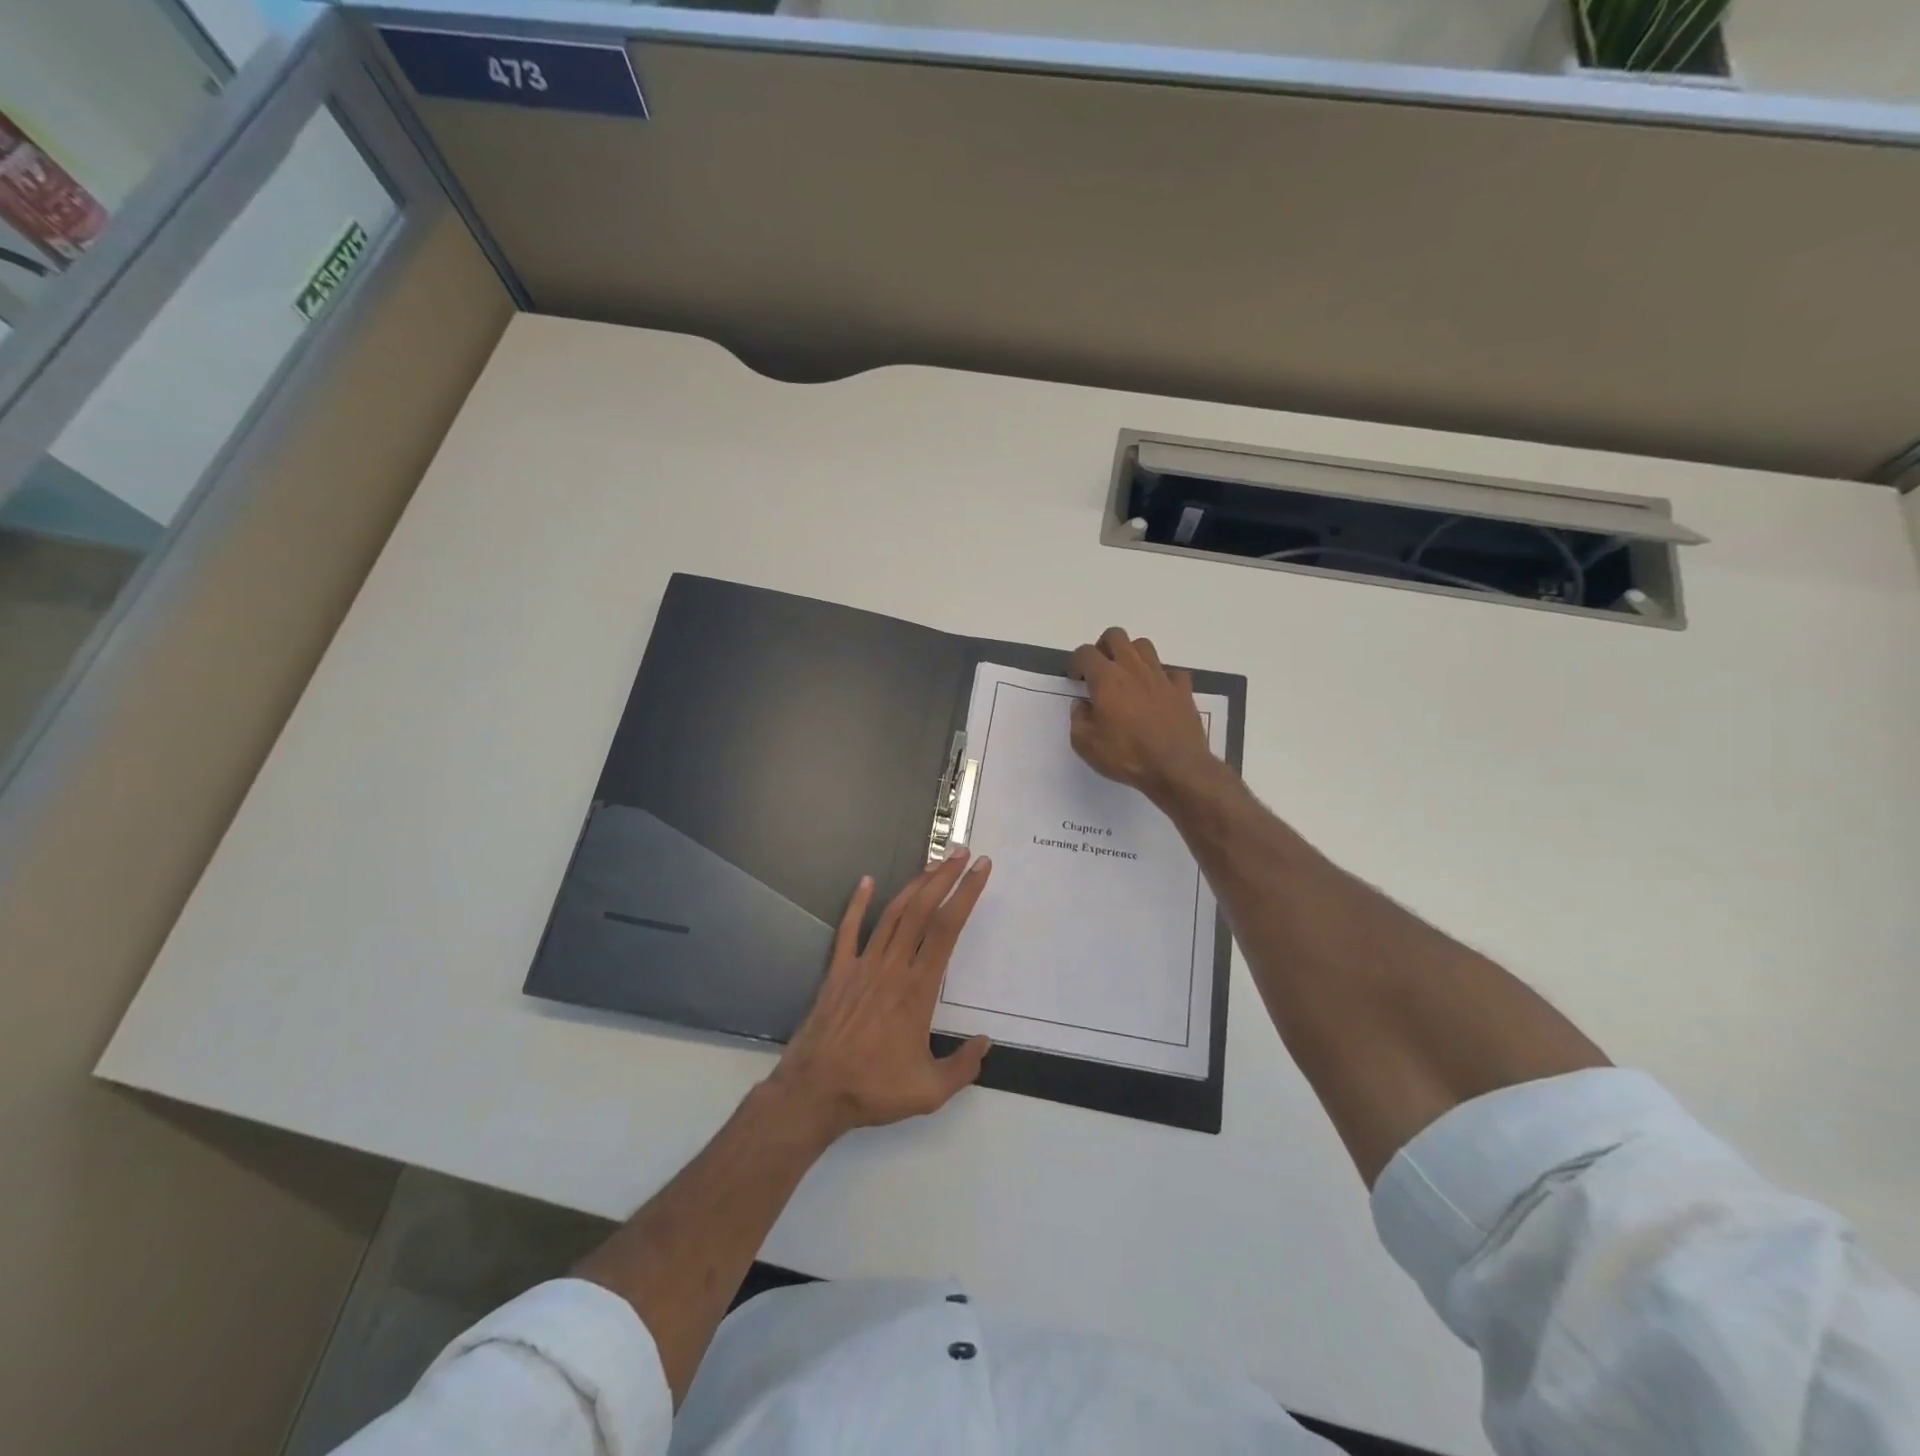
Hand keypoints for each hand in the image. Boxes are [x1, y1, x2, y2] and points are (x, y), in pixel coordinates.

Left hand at [769, 850, 993, 1141]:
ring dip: (914, 885)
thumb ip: (963, 1066)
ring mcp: (862, 965)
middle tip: (962, 852)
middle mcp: (892, 967)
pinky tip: (866, 881)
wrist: (814, 1092)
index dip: (966, 895)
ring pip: (892, 914)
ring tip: (933, 863)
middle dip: (944, 877)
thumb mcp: (929, 1091)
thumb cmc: (873, 1089)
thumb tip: (985, 1042)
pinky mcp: (838, 971)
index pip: (947, 929)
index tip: (981, 871)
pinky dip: (858, 903)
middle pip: (922, 910)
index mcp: (918, 989)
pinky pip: (849, 930)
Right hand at [1069, 627, 1216, 804]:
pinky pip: (1171, 671)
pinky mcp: (1182, 689)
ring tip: (1127, 678)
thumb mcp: (1086, 745)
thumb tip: (1082, 705)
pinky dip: (1161, 677)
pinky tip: (1157, 693)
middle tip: (1099, 670)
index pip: (1085, 653)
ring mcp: (1161, 677)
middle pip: (1116, 636)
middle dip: (1103, 647)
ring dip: (1131, 655)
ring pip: (1144, 646)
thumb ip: (1078, 720)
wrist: (1177, 768)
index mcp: (1106, 679)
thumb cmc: (1127, 756)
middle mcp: (1133, 669)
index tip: (1076, 680)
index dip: (1076, 662)